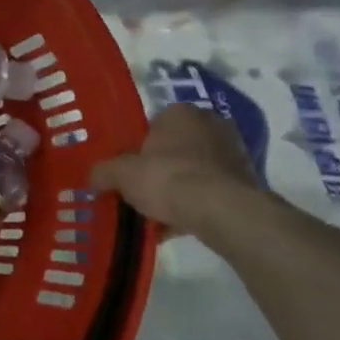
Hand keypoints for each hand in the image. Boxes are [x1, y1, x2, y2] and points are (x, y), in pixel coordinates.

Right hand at [91, 104, 261, 234]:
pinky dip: (194, 206)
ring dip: (177, 190)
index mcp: (179, 113)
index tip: (129, 169)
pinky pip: (210, 192)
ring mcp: (232, 154)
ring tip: (156, 215)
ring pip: (193, 172)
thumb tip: (94, 178)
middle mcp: (210, 125)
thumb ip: (104, 172)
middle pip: (175, 148)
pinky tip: (176, 227)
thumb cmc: (167, 178)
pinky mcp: (245, 183)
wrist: (221, 211)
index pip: (153, 124)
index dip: (138, 147)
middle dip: (159, 168)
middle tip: (141, 190)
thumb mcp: (121, 174)